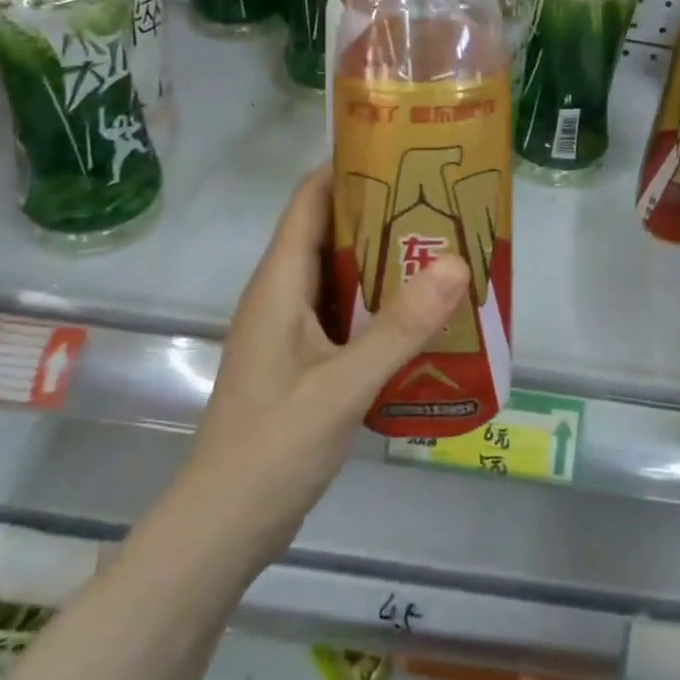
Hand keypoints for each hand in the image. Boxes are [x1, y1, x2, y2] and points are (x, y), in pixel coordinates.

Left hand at [187, 167, 466, 566]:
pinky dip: (380, 302)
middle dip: (382, 211)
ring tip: (443, 246)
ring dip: (385, 258)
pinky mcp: (303, 361)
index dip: (348, 166)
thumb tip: (457, 262)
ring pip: (341, 274)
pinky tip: (421, 312)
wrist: (222, 529)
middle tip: (442, 199)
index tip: (402, 150)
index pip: (310, 200)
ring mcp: (291, 330)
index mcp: (279, 282)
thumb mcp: (343, 384)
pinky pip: (345, 312)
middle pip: (331, 231)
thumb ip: (401, 326)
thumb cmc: (272, 446)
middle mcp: (282, 295)